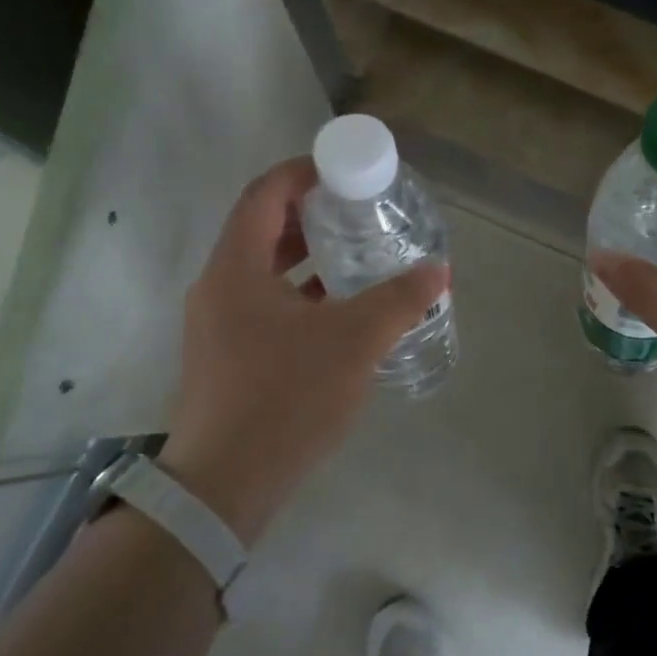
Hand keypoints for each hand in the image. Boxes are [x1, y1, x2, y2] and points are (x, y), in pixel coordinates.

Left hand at [163, 157, 447, 543]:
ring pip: (262, 269)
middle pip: (261, 228)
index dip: (302, 172)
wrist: (225, 486)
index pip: (264, 194)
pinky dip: (298, 292)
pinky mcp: (226, 355)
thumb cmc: (285, 397)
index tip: (343, 170)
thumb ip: (399, 300)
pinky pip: (263, 303)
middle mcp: (218, 287)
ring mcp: (217, 324)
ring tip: (353, 253)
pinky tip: (336, 309)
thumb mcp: (354, 342)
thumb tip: (438, 270)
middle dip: (309, 212)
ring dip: (304, 254)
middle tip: (357, 209)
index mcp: (235, 268)